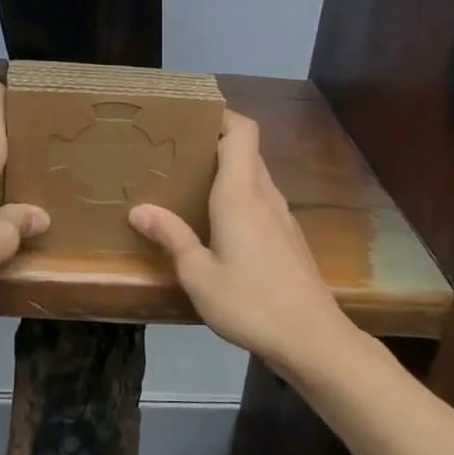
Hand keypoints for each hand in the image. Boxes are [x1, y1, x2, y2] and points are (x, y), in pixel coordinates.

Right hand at [129, 110, 352, 371]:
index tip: (189, 117)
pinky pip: (261, 199)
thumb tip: (140, 209)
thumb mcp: (199, 275)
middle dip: (214, 141)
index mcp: (241, 193)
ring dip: (227, 170)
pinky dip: (239, 196)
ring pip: (254, 175)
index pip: (242, 131)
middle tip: (176, 151)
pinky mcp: (289, 237)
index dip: (221, 114)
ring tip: (190, 183)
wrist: (313, 340)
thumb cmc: (251, 302)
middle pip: (246, 149)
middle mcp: (264, 194)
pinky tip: (217, 223)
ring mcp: (282, 216)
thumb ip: (172, 237)